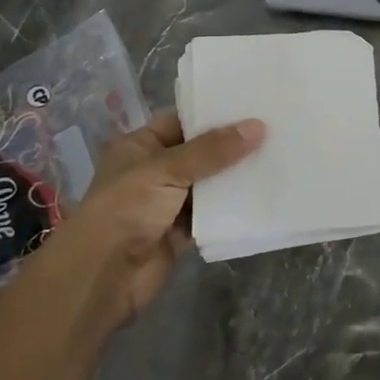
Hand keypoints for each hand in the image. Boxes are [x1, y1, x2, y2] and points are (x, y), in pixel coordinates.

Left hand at [56, 110, 264, 329]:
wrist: (102, 277)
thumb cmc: (126, 209)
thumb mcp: (168, 169)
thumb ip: (213, 150)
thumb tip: (258, 126)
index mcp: (140, 146)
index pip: (181, 120)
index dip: (213, 112)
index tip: (252, 103)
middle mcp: (154, 171)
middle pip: (199, 152)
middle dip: (232, 144)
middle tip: (274, 127)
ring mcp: (167, 203)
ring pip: (209, 184)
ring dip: (236, 176)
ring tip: (277, 156)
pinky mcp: (180, 233)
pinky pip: (212, 215)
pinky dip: (232, 208)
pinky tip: (264, 194)